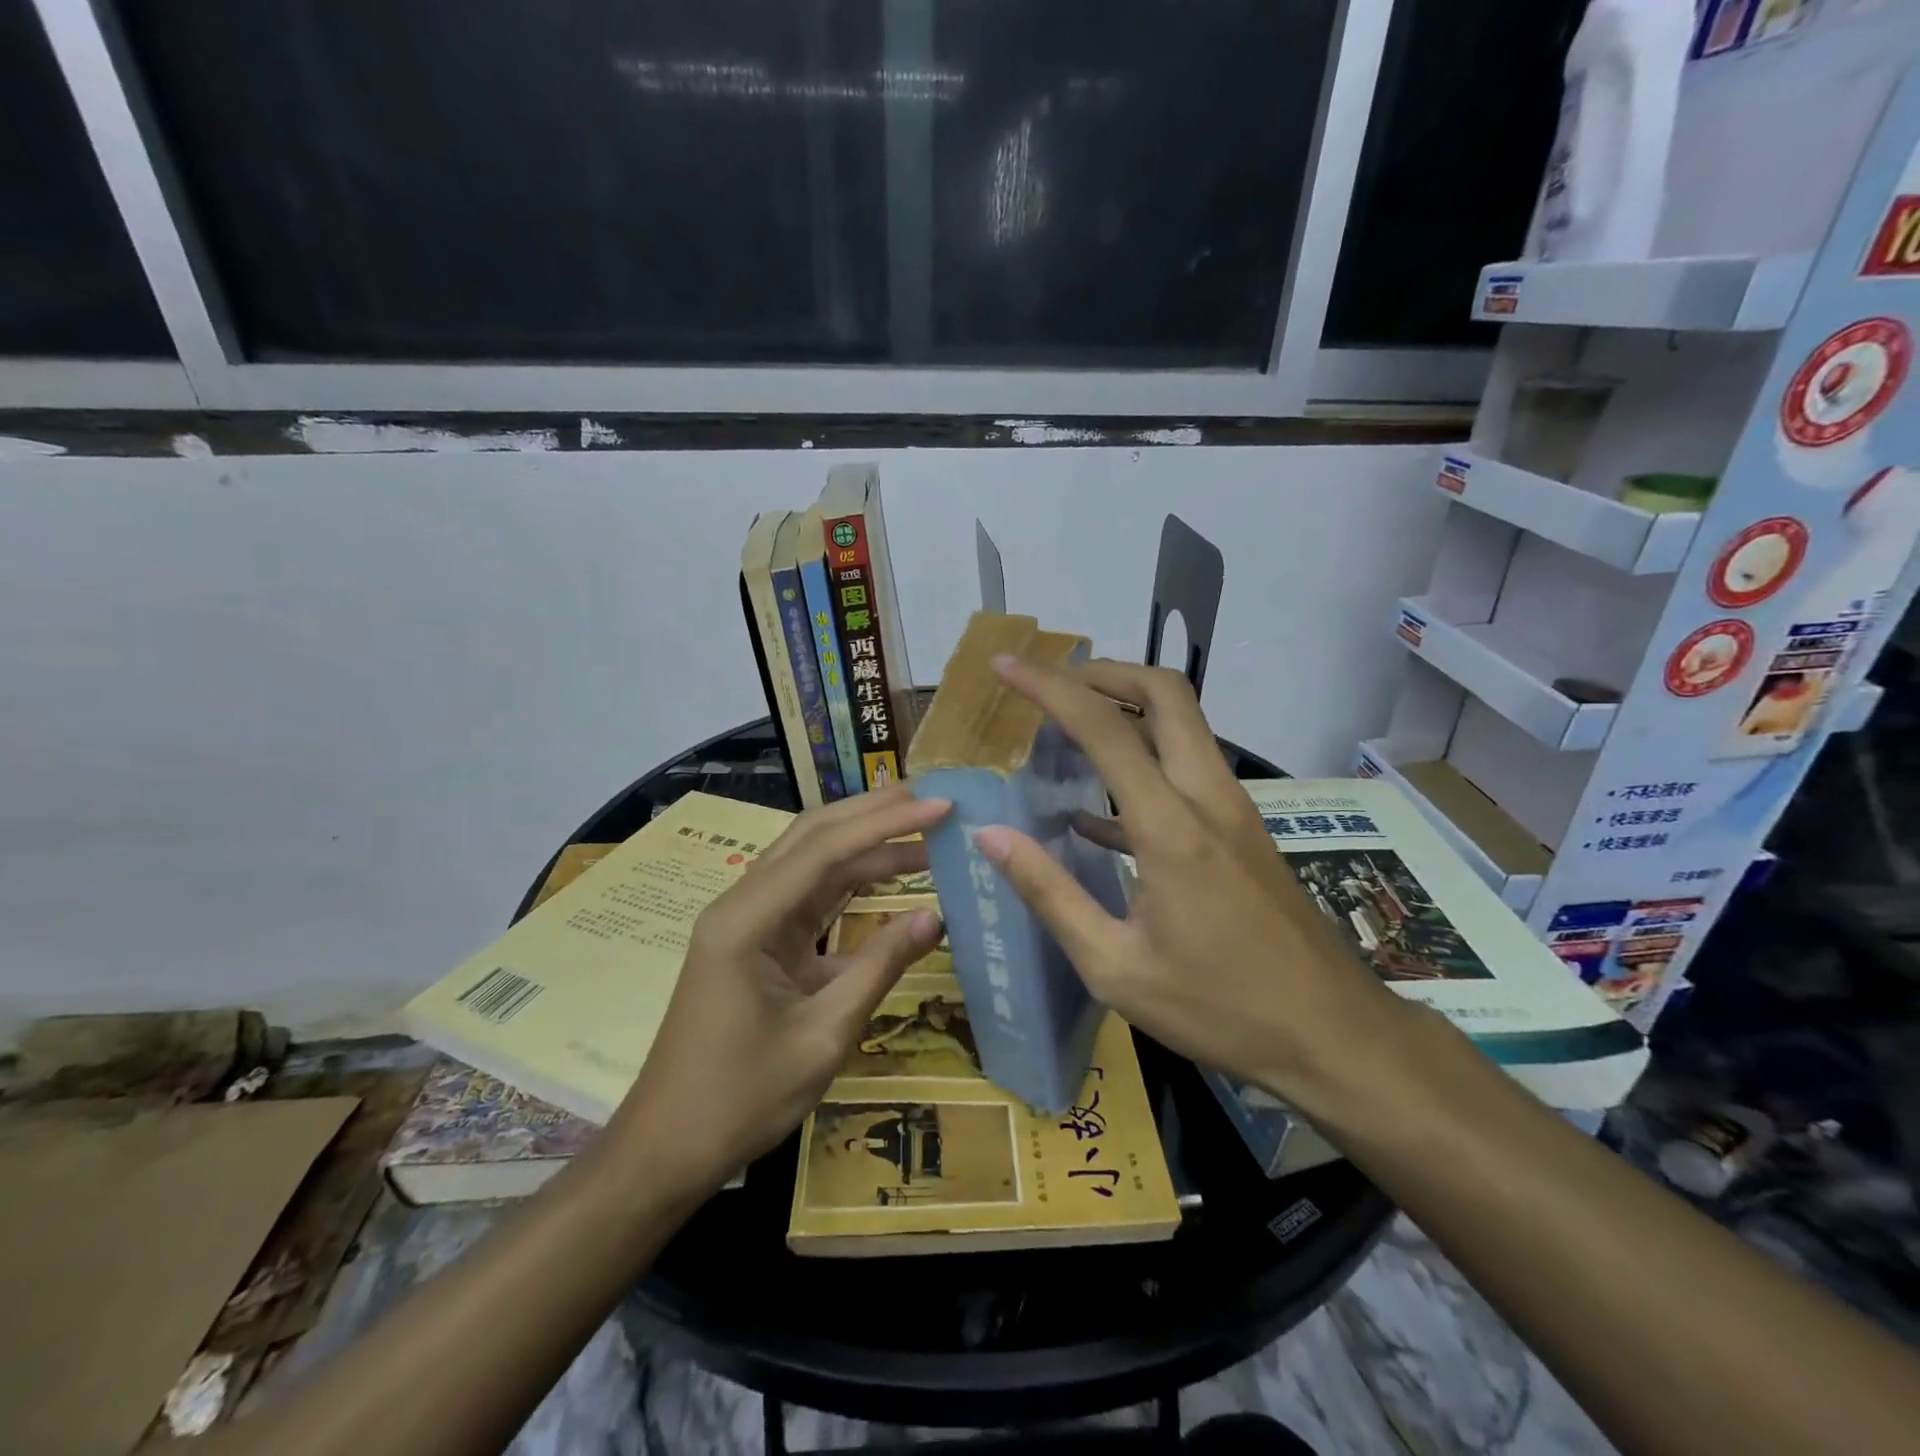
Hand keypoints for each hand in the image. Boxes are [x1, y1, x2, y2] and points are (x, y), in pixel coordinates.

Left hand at [603, 786, 948, 1201]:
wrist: (668, 1148)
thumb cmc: (742, 1098)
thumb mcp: (823, 1036)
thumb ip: (880, 968)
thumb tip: (936, 917)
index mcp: (746, 920)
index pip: (825, 849)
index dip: (887, 823)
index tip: (940, 808)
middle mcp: (742, 904)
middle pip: (813, 837)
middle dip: (874, 814)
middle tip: (933, 801)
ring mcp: (748, 921)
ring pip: (812, 861)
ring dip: (866, 843)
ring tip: (924, 829)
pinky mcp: (759, 941)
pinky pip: (810, 896)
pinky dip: (852, 881)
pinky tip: (889, 873)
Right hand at [973, 658, 1411, 1113]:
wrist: (1334, 1036)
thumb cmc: (1220, 1009)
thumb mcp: (1116, 967)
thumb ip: (1050, 894)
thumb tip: (991, 836)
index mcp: (1171, 827)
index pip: (1104, 728)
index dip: (1049, 687)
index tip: (1006, 665)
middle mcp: (1207, 798)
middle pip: (1164, 694)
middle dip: (1102, 673)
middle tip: (1049, 685)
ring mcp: (1232, 810)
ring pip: (1182, 723)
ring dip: (1126, 708)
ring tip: (1066, 730)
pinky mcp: (1241, 830)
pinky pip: (1187, 768)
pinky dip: (1142, 760)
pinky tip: (1095, 810)